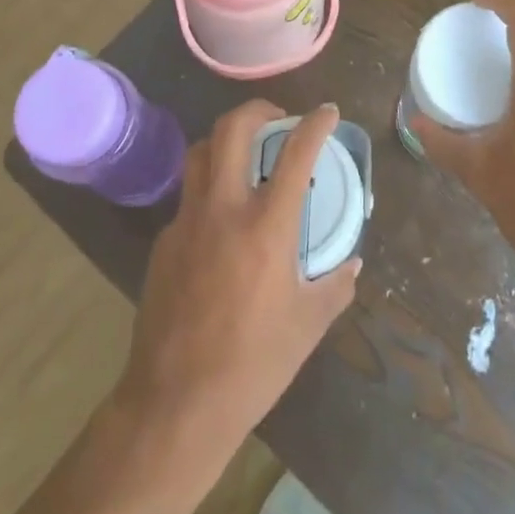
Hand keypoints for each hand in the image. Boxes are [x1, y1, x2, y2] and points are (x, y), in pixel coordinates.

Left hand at [116, 101, 360, 459]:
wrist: (175, 403)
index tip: (327, 111)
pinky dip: (208, 191)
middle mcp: (223, 209)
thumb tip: (351, 264)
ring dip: (225, 140)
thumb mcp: (308, 325)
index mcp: (267, 226)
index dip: (315, 123)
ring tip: (245, 155)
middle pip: (231, 129)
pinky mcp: (163, 242)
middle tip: (277, 119)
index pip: (296, 152)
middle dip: (257, 109)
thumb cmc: (253, 364)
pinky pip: (188, 197)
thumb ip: (335, 286)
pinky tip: (221, 223)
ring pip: (200, 152)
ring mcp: (187, 221)